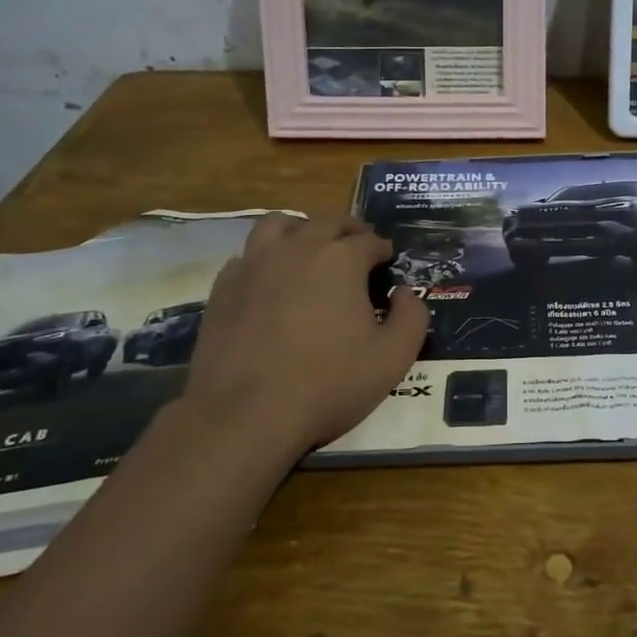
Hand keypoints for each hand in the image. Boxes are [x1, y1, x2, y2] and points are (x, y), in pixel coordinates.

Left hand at [180, 214, 428, 456]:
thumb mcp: (393, 358)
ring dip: (302, 229)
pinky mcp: (224, 287)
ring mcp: (255, 264)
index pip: (369, 240)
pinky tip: (270, 281)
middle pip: (327, 222)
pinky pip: (247, 256)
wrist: (246, 414)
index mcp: (341, 259)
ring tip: (310, 248)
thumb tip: (404, 292)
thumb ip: (412, 317)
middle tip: (358, 247)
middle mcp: (297, 248)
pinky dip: (265, 259)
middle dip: (349, 230)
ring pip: (279, 225)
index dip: (382, 249)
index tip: (387, 262)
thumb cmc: (328, 384)